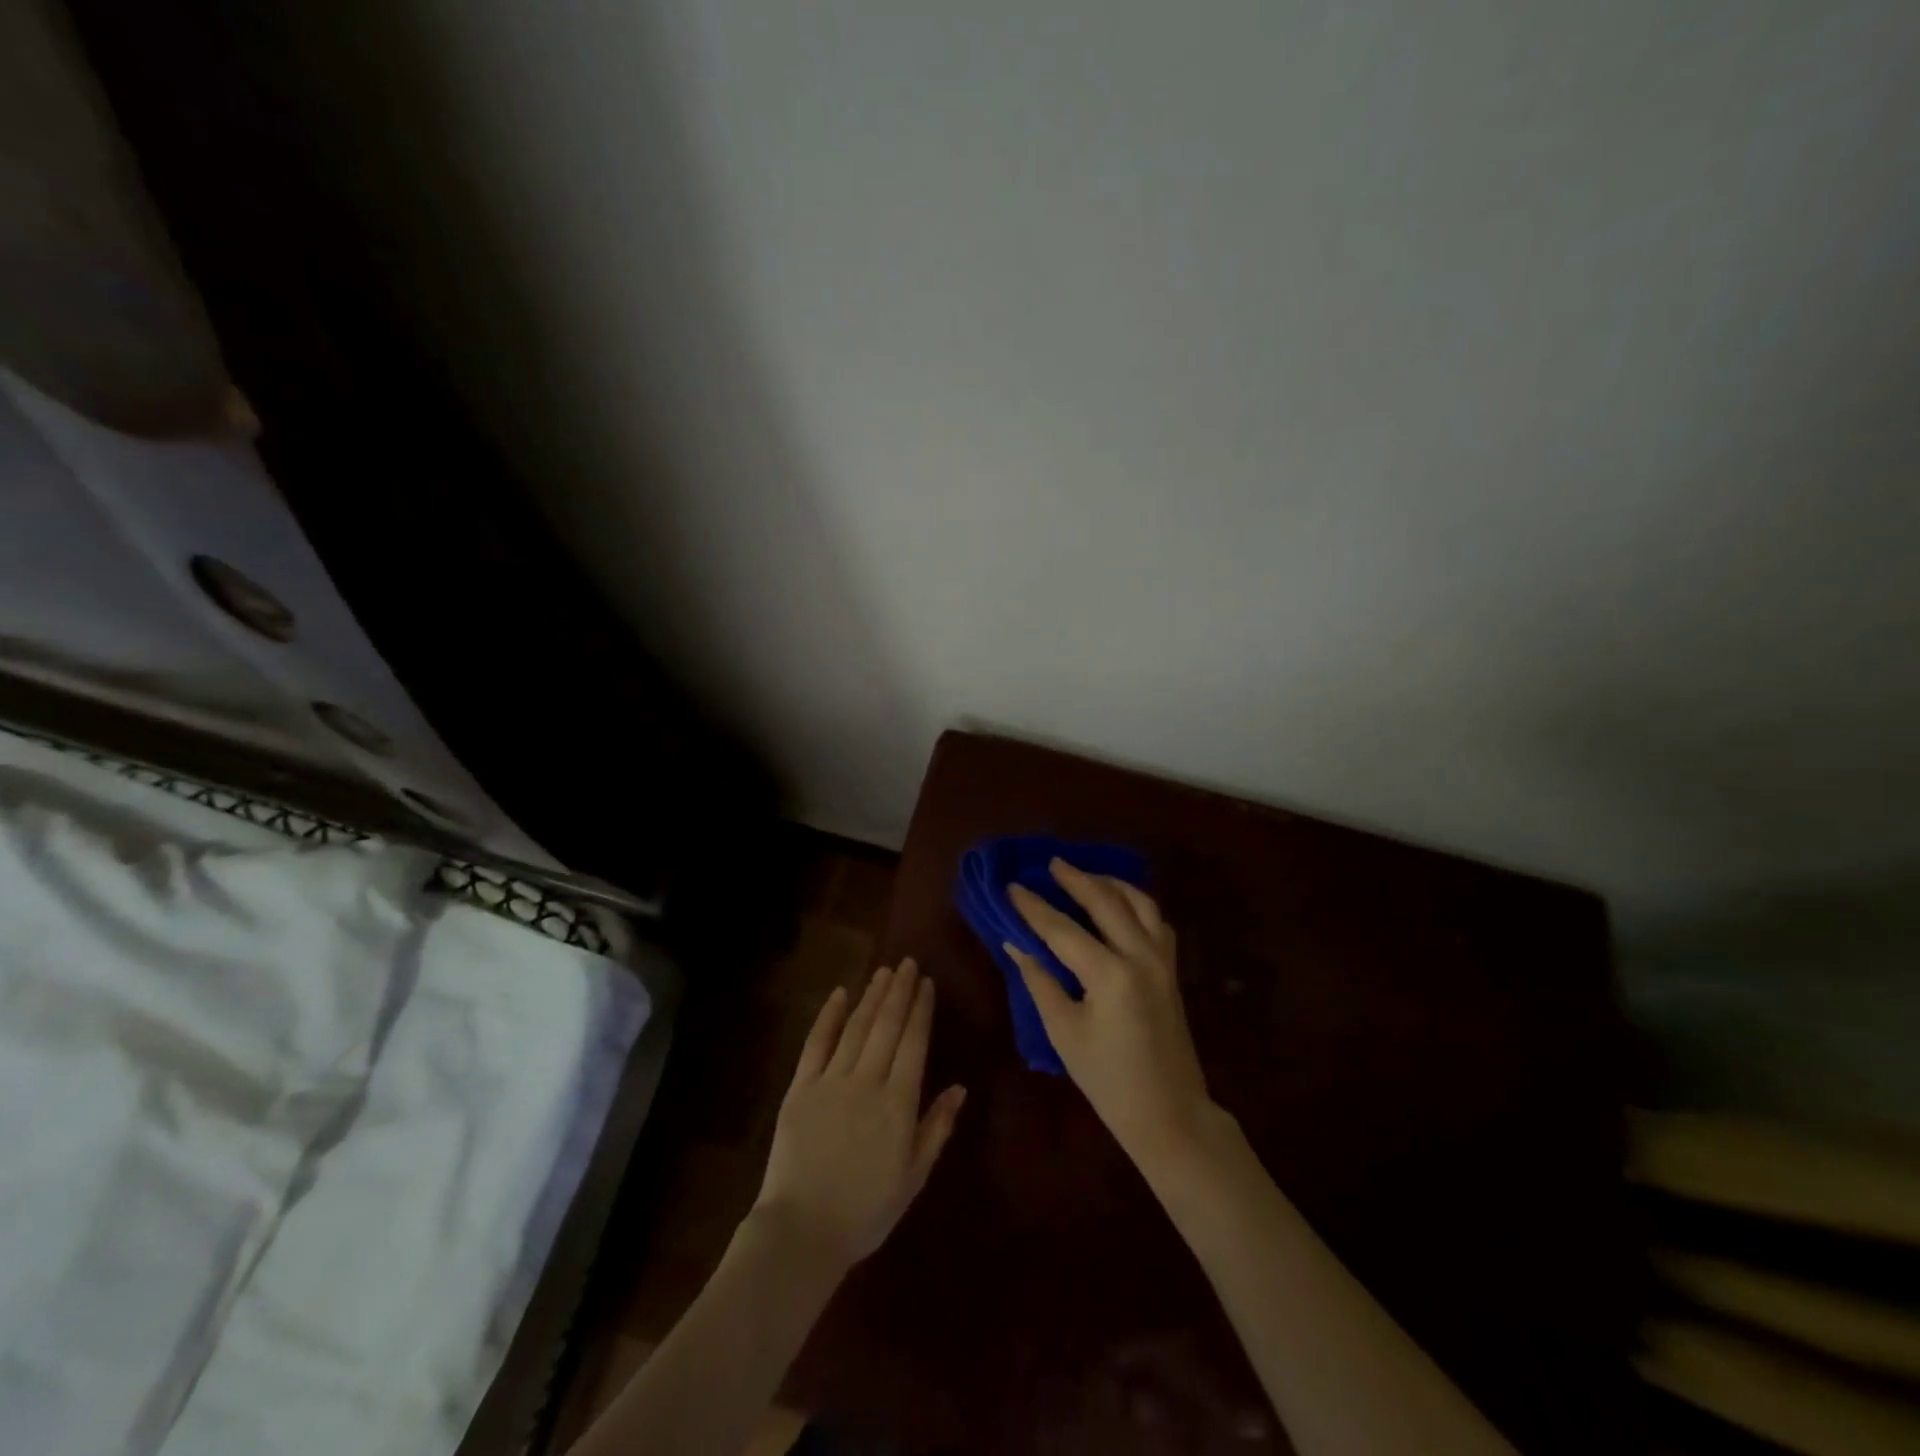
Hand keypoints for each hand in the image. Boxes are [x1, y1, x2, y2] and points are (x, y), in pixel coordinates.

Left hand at [754, 960, 966, 1268]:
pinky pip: (816, 1043)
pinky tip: (840, 994)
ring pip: (856, 1027)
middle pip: (887, 1026)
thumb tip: (959, 1087)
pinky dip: (829, 1016)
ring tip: (883, 971)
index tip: (926, 983)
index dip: (921, 1009)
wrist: (801, 1232)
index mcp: (898, 1103)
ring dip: (872, 996)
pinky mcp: (800, 1088)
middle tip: (907, 963)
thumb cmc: (865, 1211)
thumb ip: (937, 1128)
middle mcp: (867, 1081)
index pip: (914, 1043)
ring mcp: (831, 1081)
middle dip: (899, 991)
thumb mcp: (913, 1177)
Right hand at [1007, 862, 1215, 1163]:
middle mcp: (1140, 956)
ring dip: (1111, 884)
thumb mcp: (1064, 1033)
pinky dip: (1137, 904)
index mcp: (1110, 974)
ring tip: (1087, 875)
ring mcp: (1162, 961)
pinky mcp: (1171, 970)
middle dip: (1076, 879)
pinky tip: (1121, 905)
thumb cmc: (1109, 1080)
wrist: (1170, 1114)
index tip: (1013, 886)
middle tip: (1051, 863)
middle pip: (1106, 902)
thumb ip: (1040, 982)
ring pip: (1140, 903)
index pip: (1062, 929)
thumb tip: (1016, 944)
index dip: (1034, 907)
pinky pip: (1157, 922)